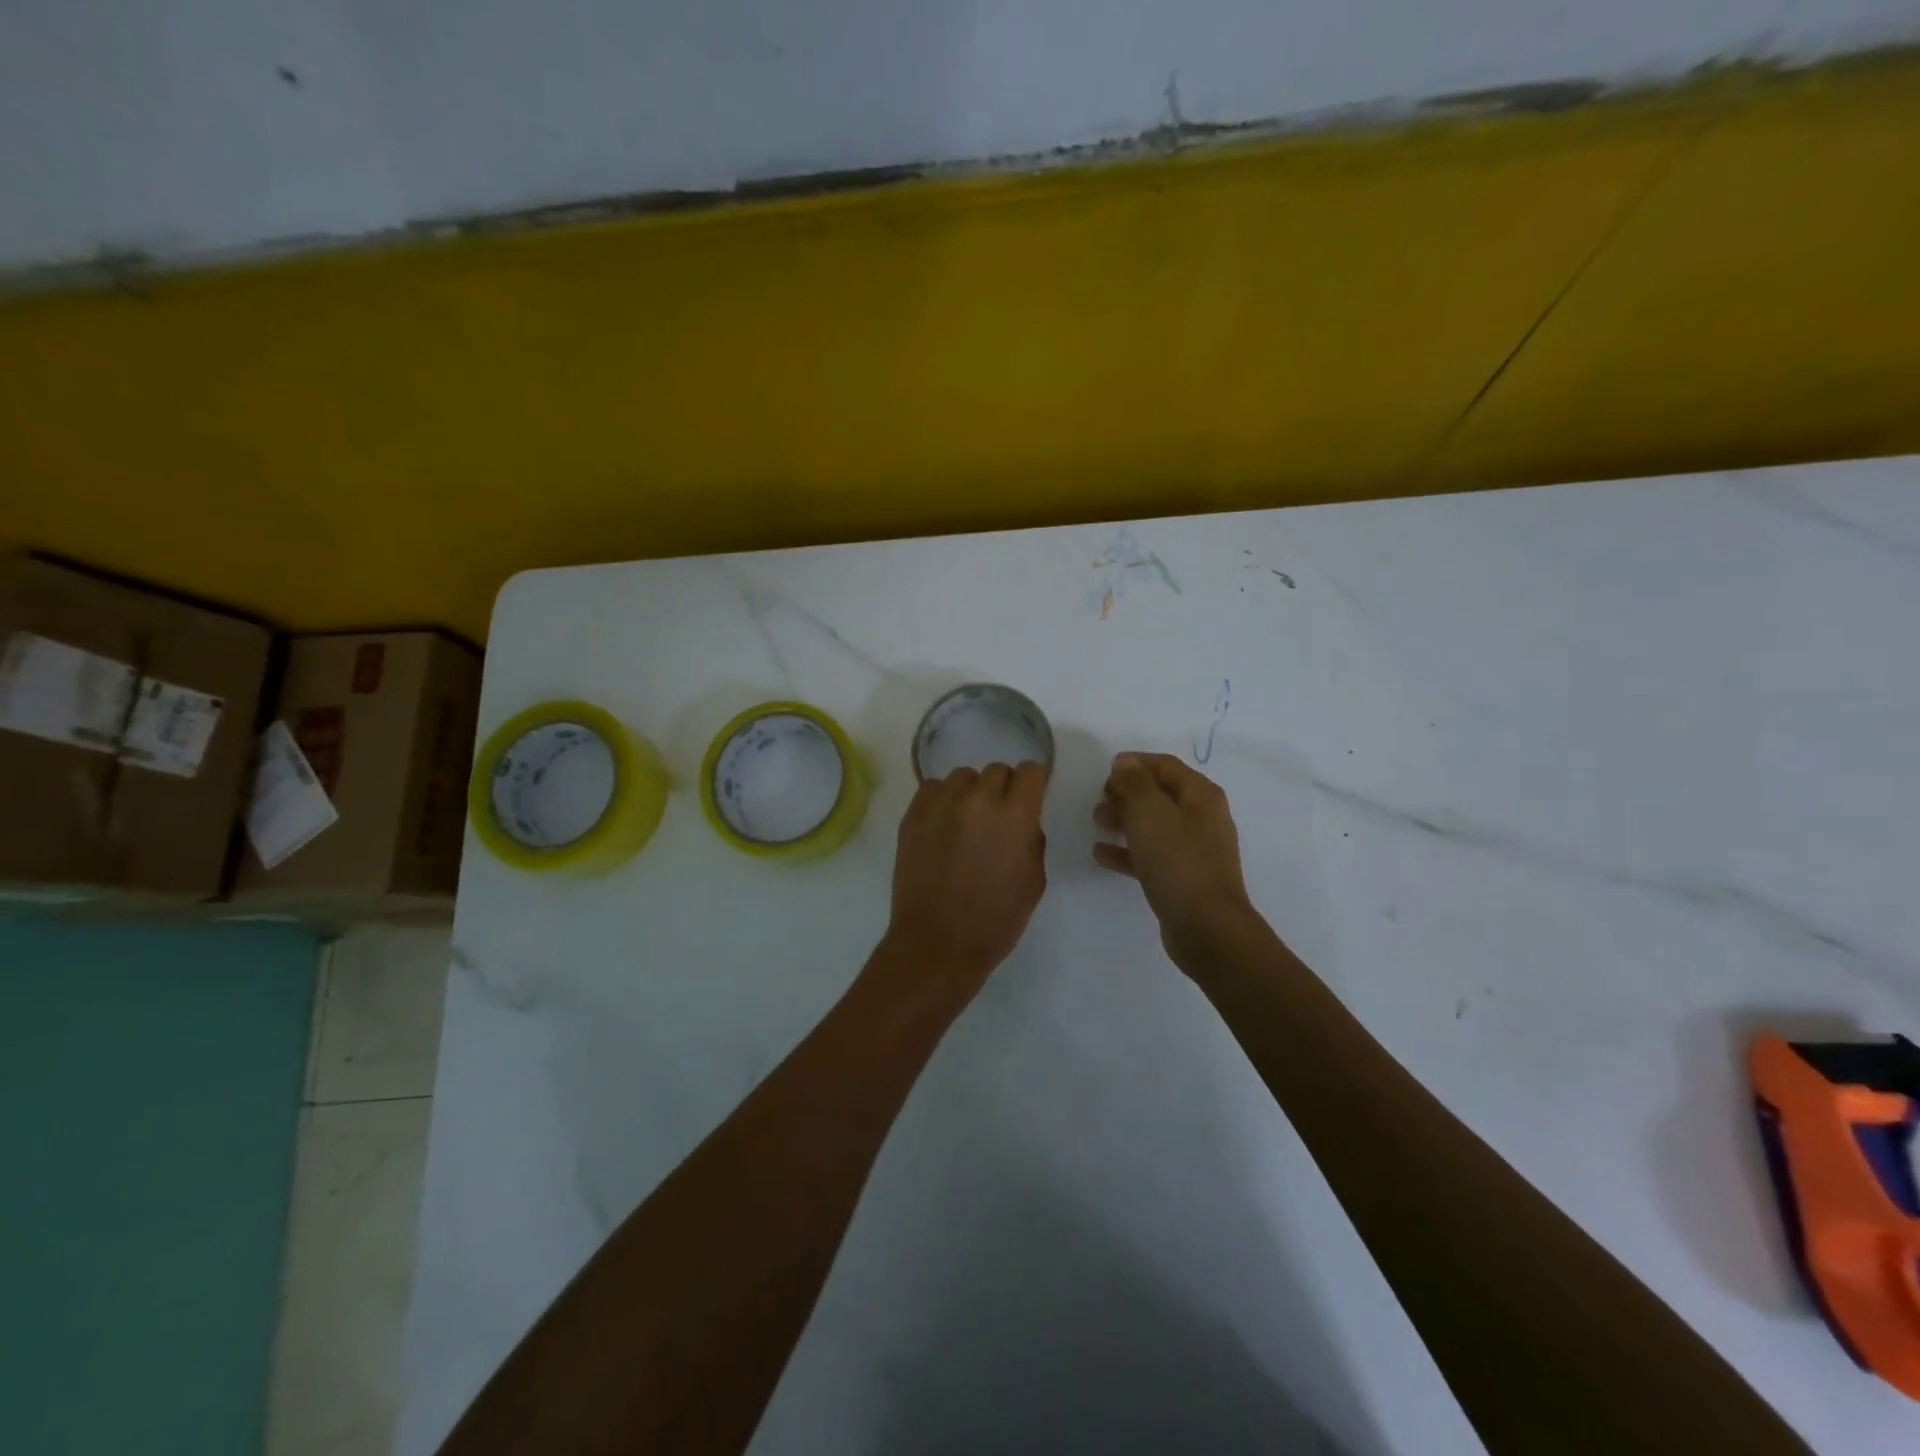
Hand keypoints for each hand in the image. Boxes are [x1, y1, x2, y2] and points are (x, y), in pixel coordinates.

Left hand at [885, 762, 1049, 991]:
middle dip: (1003, 789)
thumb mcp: (1034, 881)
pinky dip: (941, 799)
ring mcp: (941, 805)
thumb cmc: (996, 920)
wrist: (938, 942)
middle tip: (998, 816)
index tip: (1031, 796)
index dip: (1035, 781)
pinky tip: (942, 824)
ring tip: (966, 820)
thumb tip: (1022, 821)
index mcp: (1015, 816)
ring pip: (963, 776)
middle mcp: (978, 800)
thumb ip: (1031, 839)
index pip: (1031, 770)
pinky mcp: (913, 815)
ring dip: (971, 792)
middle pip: (997, 770)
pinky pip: (932, 788)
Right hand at [1094, 752, 1257, 967]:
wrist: (1206, 927)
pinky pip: (1150, 855)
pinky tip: (1100, 854)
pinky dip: (1126, 851)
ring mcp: (1194, 850)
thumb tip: (1125, 764)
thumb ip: (1134, 783)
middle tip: (1099, 800)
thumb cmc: (1178, 861)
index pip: (1165, 765)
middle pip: (1159, 794)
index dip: (1135, 763)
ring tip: (1097, 823)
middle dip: (1127, 793)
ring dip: (1124, 820)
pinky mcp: (1182, 878)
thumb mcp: (1149, 812)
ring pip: (1153, 825)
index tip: (1105, 770)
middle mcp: (1201, 818)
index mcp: (1200, 795)